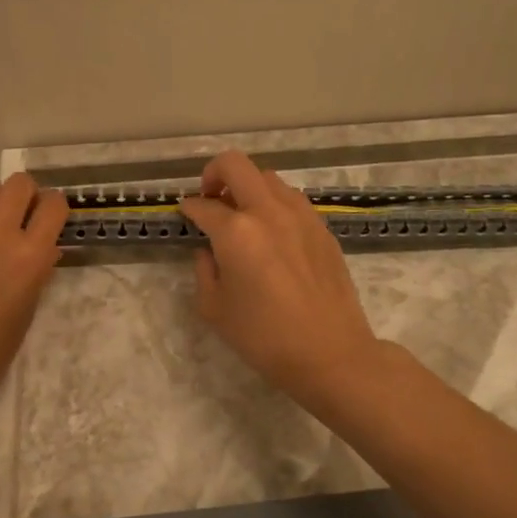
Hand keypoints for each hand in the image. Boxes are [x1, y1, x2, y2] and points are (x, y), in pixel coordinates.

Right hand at [180, 151, 384, 410]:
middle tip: (211, 199)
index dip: (189, 208)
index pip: (203, 206)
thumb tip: (209, 250)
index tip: (186, 213)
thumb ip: (204, 270)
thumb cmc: (264, 337)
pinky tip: (272, 233)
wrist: (330, 352)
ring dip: (248, 187)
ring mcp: (300, 215)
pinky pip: (291, 199)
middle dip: (214, 174)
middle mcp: (268, 211)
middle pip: (236, 165)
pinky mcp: (321, 227)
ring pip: (268, 177)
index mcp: (236, 231)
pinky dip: (273, 204)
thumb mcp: (215, 309)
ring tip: (243, 217)